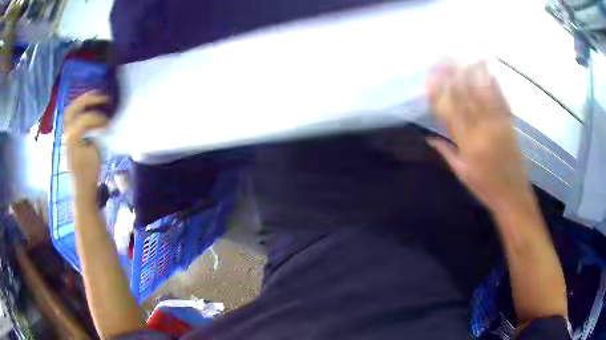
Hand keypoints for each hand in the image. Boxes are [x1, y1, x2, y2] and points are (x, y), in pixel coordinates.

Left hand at [64, 91, 109, 198]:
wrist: (81, 187)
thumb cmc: (90, 172)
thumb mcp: (96, 152)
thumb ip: (97, 132)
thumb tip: (102, 121)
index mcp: (72, 137)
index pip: (86, 118)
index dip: (99, 117)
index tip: (109, 122)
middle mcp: (66, 132)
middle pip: (74, 107)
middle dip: (89, 99)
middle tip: (103, 97)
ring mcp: (64, 134)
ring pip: (70, 109)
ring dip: (82, 101)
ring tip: (95, 98)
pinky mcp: (66, 136)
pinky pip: (70, 117)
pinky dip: (78, 109)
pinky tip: (87, 108)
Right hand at [426, 60, 533, 213]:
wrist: (513, 196)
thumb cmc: (486, 188)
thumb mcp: (462, 174)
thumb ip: (446, 152)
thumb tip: (428, 138)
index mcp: (468, 145)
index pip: (450, 111)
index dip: (440, 91)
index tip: (431, 76)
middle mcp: (482, 130)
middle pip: (466, 97)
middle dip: (454, 75)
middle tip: (444, 57)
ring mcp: (498, 125)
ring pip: (484, 93)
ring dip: (473, 72)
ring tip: (464, 56)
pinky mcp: (509, 124)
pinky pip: (501, 100)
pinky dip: (495, 83)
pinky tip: (489, 70)